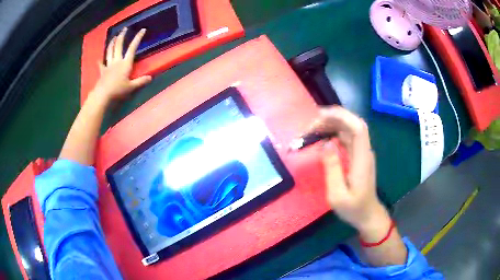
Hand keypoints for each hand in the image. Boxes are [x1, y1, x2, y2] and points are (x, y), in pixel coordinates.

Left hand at [91, 27, 151, 102]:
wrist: (103, 95)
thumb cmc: (117, 90)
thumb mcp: (131, 87)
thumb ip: (140, 81)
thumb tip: (150, 77)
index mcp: (125, 63)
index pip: (132, 48)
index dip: (138, 38)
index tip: (142, 30)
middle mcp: (117, 61)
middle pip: (119, 45)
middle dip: (122, 36)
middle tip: (124, 29)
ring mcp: (109, 65)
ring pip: (110, 51)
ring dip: (112, 43)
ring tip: (114, 37)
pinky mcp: (102, 71)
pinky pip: (101, 64)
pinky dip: (101, 60)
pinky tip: (99, 59)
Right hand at [306, 106, 389, 232]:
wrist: (368, 215)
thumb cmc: (353, 208)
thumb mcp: (337, 195)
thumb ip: (332, 169)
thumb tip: (326, 143)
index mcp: (362, 159)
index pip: (358, 128)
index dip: (341, 116)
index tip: (320, 115)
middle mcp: (364, 151)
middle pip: (352, 125)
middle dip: (332, 119)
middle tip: (309, 126)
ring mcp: (361, 153)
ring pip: (348, 130)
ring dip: (331, 125)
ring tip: (311, 131)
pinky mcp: (357, 156)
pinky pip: (346, 139)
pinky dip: (333, 134)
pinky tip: (321, 139)